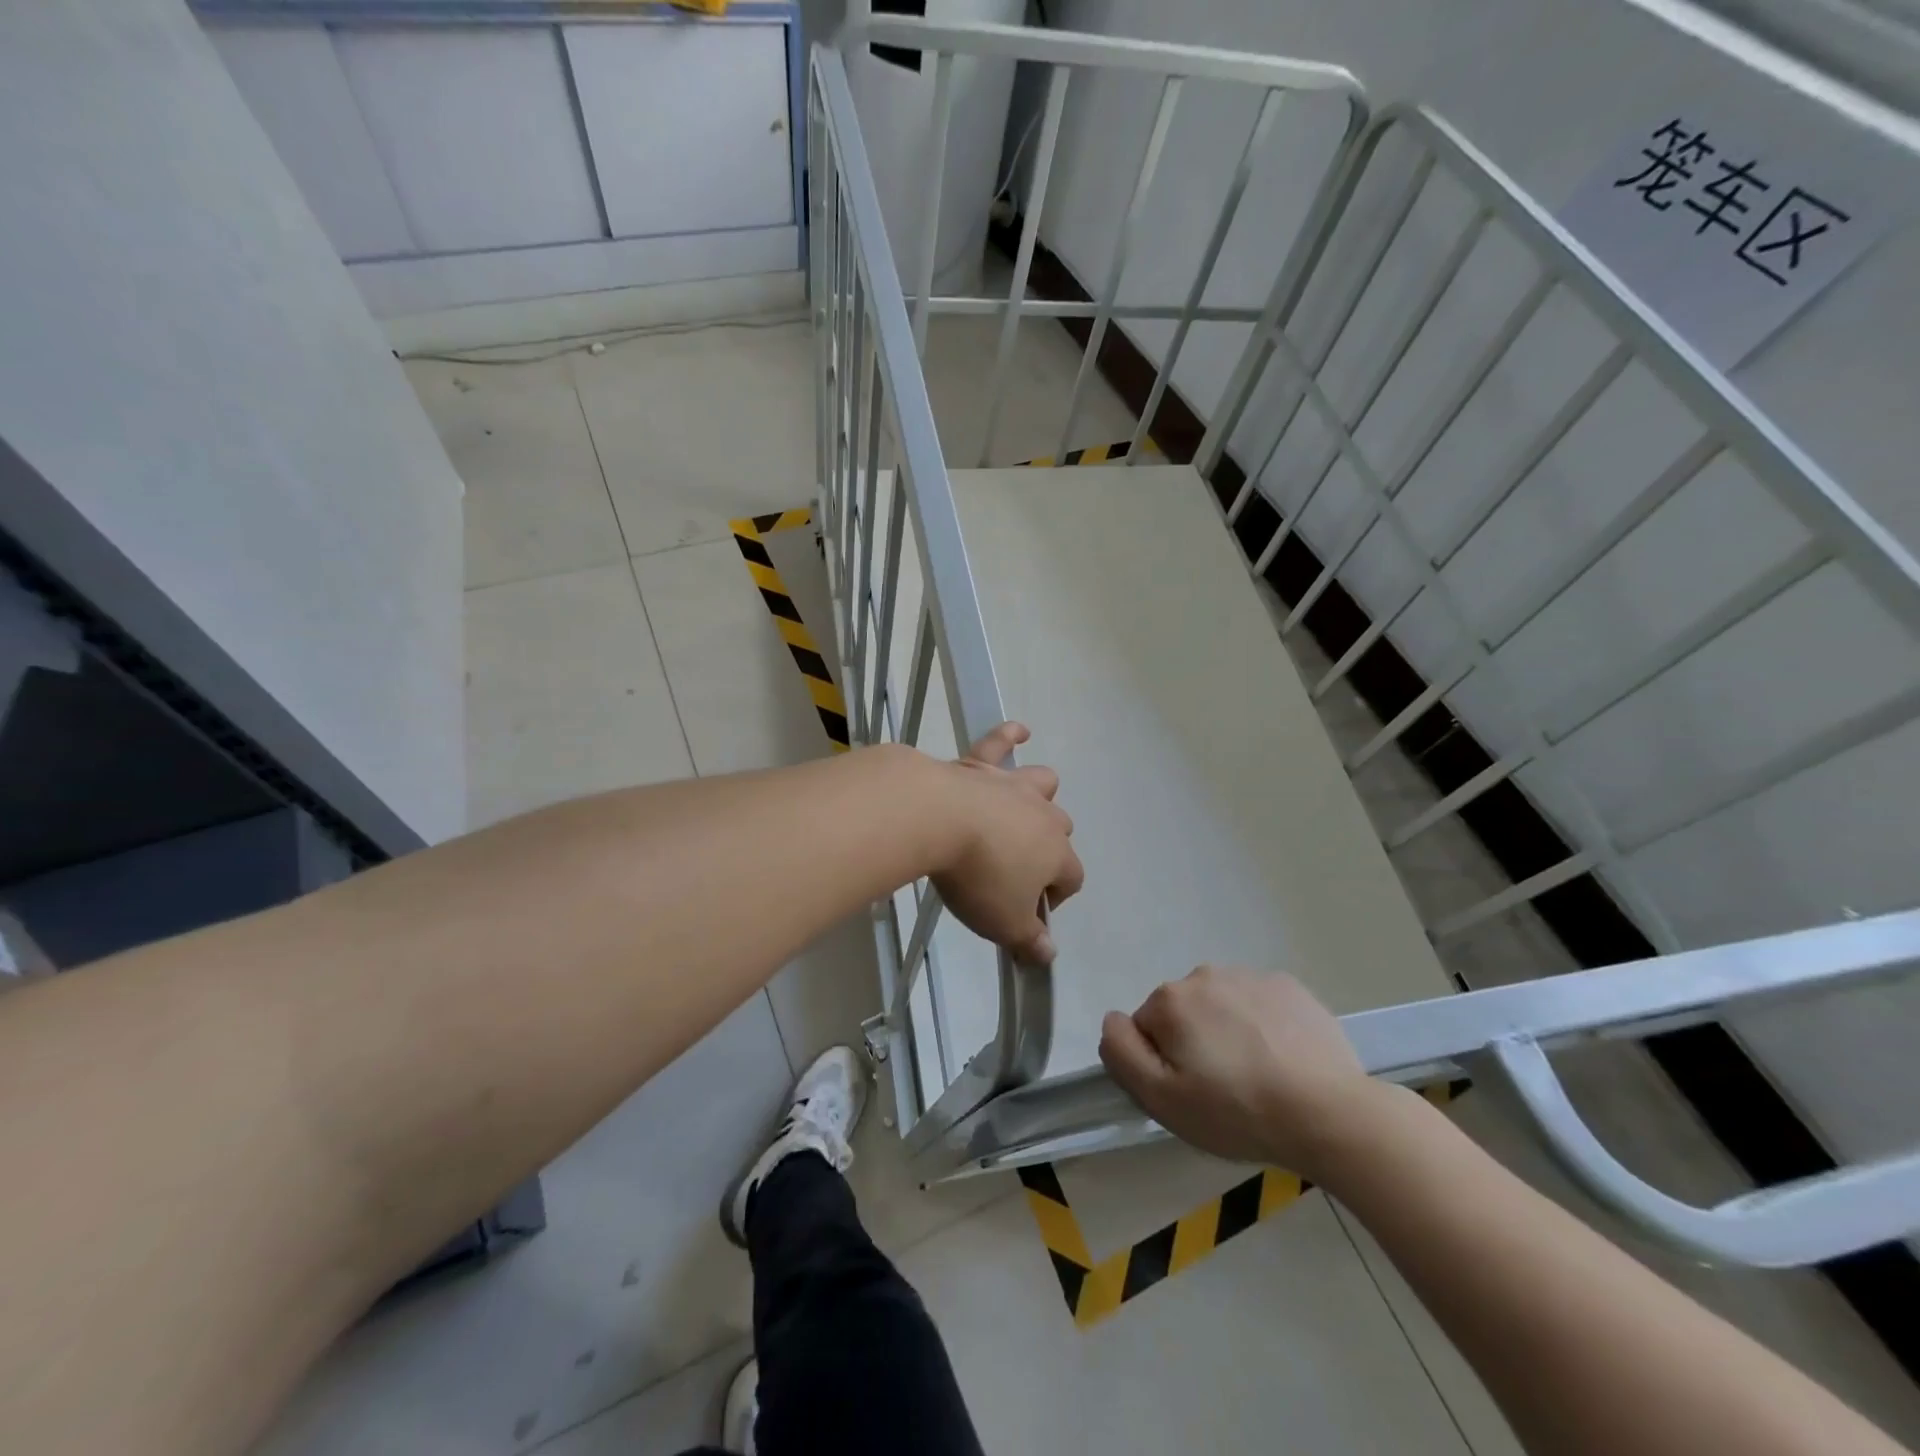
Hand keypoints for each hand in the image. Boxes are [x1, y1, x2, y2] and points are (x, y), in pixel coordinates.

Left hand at [931, 723, 1083, 966]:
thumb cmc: (977, 876)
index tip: (1027, 914)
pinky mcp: (980, 764)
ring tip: (1024, 808)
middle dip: (1047, 848)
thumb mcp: (1003, 923)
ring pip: (1042, 783)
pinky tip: (1019, 731)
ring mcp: (1012, 785)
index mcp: (1056, 854)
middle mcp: (1043, 815)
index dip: (1054, 898)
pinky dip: (1011, 735)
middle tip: (1013, 869)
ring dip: (1039, 795)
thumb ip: (1029, 941)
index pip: (1071, 879)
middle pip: (1060, 829)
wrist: (937, 819)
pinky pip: (1001, 741)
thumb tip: (1048, 954)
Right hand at [1099, 966, 1395, 1176]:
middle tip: (1223, 1090)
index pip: (1145, 1029)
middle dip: (1193, 1044)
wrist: (1330, 1114)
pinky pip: (1258, 1004)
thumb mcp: (1162, 1099)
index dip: (1161, 1064)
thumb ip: (1121, 1053)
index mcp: (1170, 1000)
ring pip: (1220, 1007)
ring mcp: (1250, 976)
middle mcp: (1204, 975)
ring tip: (1258, 1077)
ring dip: (1227, 1033)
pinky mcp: (1289, 986)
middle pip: (1182, 1014)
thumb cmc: (1237, 1112)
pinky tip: (1284, 1061)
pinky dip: (1262, 1026)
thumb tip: (1112, 1020)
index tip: (1190, 1094)